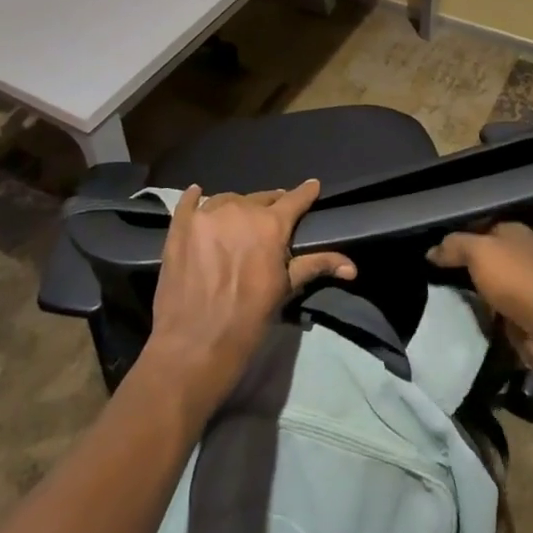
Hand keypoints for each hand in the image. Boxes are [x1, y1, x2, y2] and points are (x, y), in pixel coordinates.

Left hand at [143, 180, 354, 412]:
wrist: (194, 345)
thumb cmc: (247, 320)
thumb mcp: (284, 290)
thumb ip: (315, 266)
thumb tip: (352, 267)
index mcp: (270, 225)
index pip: (294, 200)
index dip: (305, 193)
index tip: (312, 186)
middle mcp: (239, 210)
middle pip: (260, 198)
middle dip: (269, 207)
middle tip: (271, 220)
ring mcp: (206, 215)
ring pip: (227, 200)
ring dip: (236, 208)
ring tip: (237, 223)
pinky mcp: (180, 225)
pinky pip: (189, 201)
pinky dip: (196, 198)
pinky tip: (198, 195)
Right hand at [428, 222, 532, 389]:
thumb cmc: (519, 280)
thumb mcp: (480, 251)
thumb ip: (454, 246)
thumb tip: (430, 251)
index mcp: (511, 232)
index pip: (475, 225)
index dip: (451, 233)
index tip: (423, 243)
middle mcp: (515, 257)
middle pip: (477, 257)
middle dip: (453, 264)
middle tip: (420, 269)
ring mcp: (517, 289)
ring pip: (480, 286)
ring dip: (461, 291)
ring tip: (426, 292)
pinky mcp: (516, 319)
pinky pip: (486, 312)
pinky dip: (472, 314)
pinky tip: (448, 314)